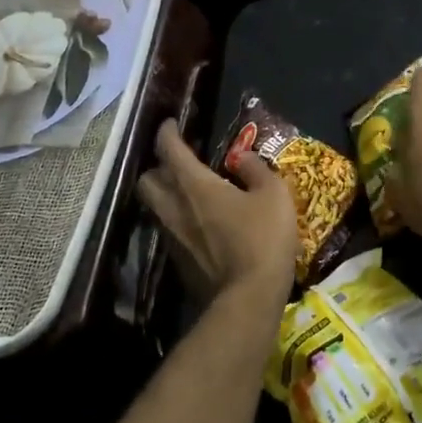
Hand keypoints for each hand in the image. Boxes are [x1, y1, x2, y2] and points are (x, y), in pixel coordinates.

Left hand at [137, 120, 297, 301]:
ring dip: (166, 195)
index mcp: (194, 185)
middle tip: (178, 163)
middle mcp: (173, 208)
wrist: (248, 299)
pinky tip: (199, 225)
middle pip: (147, 180)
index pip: (169, 149)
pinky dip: (178, 221)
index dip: (167, 132)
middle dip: (158, 167)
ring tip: (189, 193)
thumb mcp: (274, 195)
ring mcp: (171, 238)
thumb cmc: (262, 239)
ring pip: (155, 208)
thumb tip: (242, 158)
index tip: (170, 124)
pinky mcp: (177, 263)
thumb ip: (256, 170)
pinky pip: (169, 232)